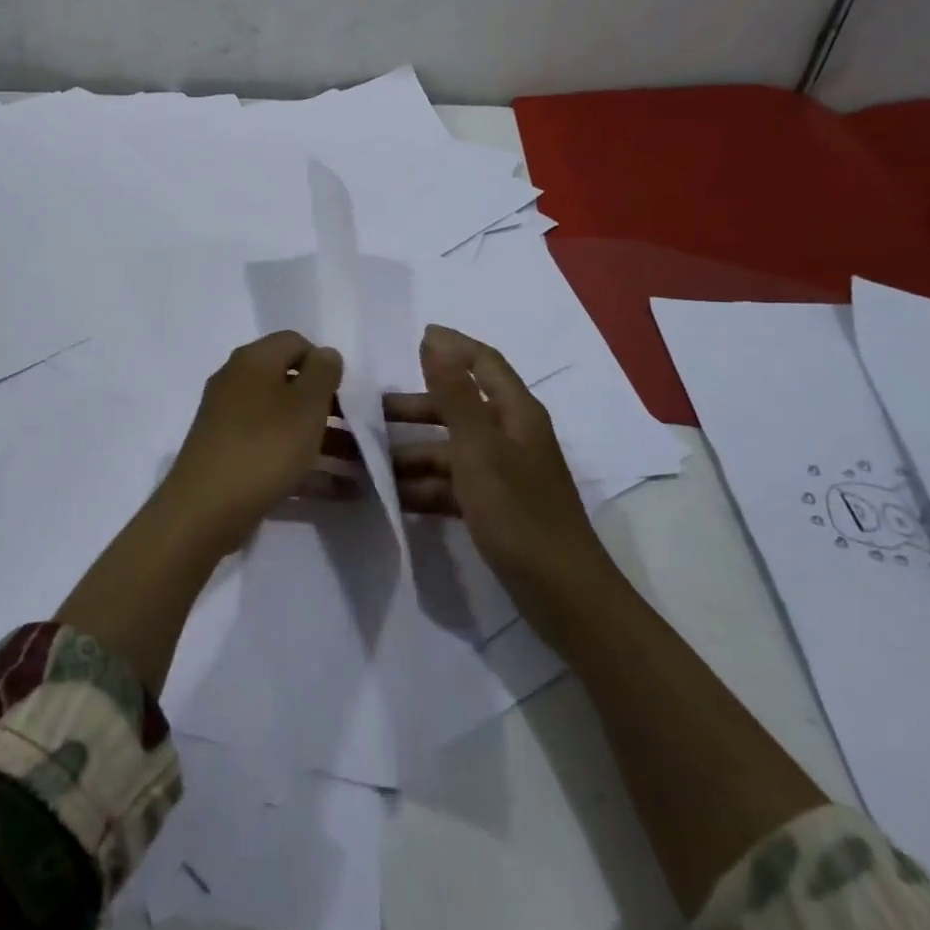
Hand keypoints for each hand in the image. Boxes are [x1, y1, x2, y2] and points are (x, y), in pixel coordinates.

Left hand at [155, 330, 343, 552]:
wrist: (204, 508)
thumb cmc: (264, 446)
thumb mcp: (305, 405)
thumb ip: (322, 373)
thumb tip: (324, 354)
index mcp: (252, 361)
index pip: (294, 342)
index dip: (324, 362)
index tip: (345, 394)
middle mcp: (236, 383)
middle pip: (290, 384)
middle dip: (328, 406)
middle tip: (358, 431)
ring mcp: (230, 421)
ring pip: (285, 422)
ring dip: (323, 440)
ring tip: (361, 467)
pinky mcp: (230, 457)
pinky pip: (274, 452)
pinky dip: (304, 465)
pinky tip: (338, 490)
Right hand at [385, 325, 621, 631]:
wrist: (562, 595)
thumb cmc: (519, 512)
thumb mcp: (479, 449)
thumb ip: (454, 395)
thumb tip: (435, 341)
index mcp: (516, 414)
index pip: (484, 363)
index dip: (453, 345)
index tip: (416, 334)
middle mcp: (511, 436)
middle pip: (458, 408)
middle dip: (416, 408)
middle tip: (370, 412)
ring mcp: (502, 473)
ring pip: (449, 449)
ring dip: (411, 452)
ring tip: (367, 462)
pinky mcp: (494, 506)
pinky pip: (451, 484)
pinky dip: (423, 486)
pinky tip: (391, 497)